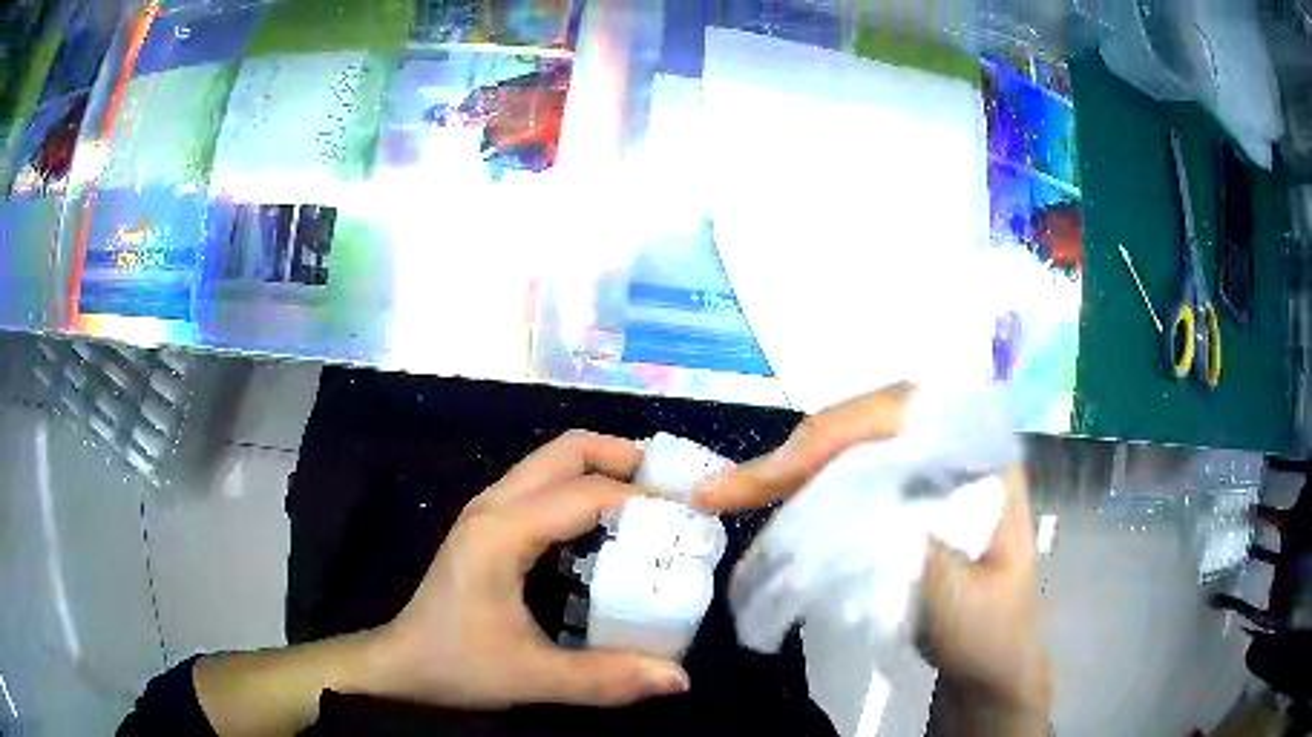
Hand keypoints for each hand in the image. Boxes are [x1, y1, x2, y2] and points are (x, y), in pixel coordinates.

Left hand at [357, 430, 690, 707]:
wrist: (401, 663)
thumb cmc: (457, 665)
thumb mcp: (532, 678)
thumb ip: (605, 679)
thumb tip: (680, 678)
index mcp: (501, 532)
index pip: (586, 493)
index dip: (645, 499)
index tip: (691, 517)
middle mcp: (493, 504)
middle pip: (568, 451)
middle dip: (625, 459)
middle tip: (673, 491)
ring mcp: (487, 509)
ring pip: (553, 460)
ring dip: (604, 468)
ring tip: (651, 502)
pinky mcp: (487, 522)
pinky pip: (543, 484)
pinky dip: (583, 488)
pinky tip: (607, 526)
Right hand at [696, 385, 1050, 720]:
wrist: (990, 661)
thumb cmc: (989, 634)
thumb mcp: (964, 607)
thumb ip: (919, 561)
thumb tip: (852, 516)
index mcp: (985, 458)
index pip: (911, 413)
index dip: (843, 430)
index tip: (784, 472)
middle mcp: (953, 450)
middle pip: (867, 424)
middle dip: (796, 455)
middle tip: (725, 490)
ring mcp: (925, 472)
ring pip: (847, 449)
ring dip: (787, 472)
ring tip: (727, 496)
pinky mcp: (901, 497)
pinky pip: (844, 479)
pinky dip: (799, 495)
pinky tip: (765, 511)